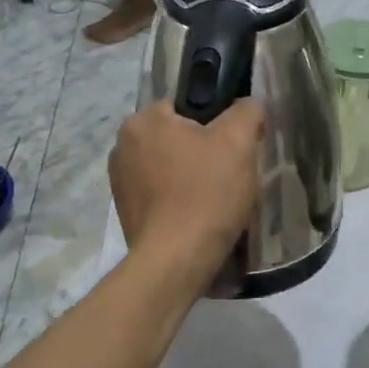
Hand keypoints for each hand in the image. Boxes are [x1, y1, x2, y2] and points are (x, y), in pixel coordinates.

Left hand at [111, 100, 264, 273]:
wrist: (178, 261)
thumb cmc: (206, 193)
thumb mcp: (238, 141)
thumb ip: (246, 112)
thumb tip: (248, 107)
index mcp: (141, 122)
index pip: (186, 106)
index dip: (217, 123)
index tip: (235, 147)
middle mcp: (122, 148)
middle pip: (179, 138)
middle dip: (205, 153)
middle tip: (232, 174)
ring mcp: (120, 184)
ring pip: (171, 168)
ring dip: (193, 178)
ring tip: (219, 200)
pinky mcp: (127, 215)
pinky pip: (163, 196)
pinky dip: (181, 202)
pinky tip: (201, 218)